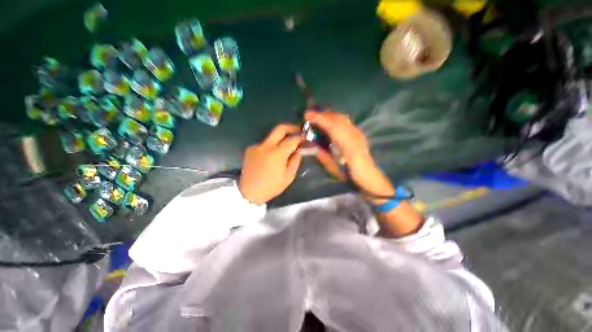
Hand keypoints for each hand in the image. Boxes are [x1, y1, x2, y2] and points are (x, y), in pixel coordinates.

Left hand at [239, 124, 302, 204]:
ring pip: (272, 136)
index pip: (292, 139)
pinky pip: (264, 144)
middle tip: (298, 132)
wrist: (248, 192)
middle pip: (280, 128)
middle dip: (291, 128)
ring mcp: (257, 146)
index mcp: (277, 153)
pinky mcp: (250, 149)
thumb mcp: (288, 176)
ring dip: (281, 139)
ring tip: (285, 149)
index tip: (306, 138)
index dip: (301, 137)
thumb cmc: (271, 187)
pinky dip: (271, 147)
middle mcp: (266, 146)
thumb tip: (299, 150)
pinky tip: (272, 157)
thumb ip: (295, 161)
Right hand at [305, 110, 394, 200]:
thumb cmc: (348, 173)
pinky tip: (331, 123)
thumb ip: (322, 155)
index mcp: (346, 144)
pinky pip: (346, 122)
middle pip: (338, 118)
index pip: (332, 126)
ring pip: (343, 118)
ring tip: (319, 117)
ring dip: (330, 115)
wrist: (367, 175)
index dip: (319, 118)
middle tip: (311, 115)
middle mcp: (353, 135)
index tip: (307, 115)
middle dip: (323, 114)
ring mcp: (357, 133)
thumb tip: (312, 144)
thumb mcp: (332, 167)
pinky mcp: (359, 133)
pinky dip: (337, 119)